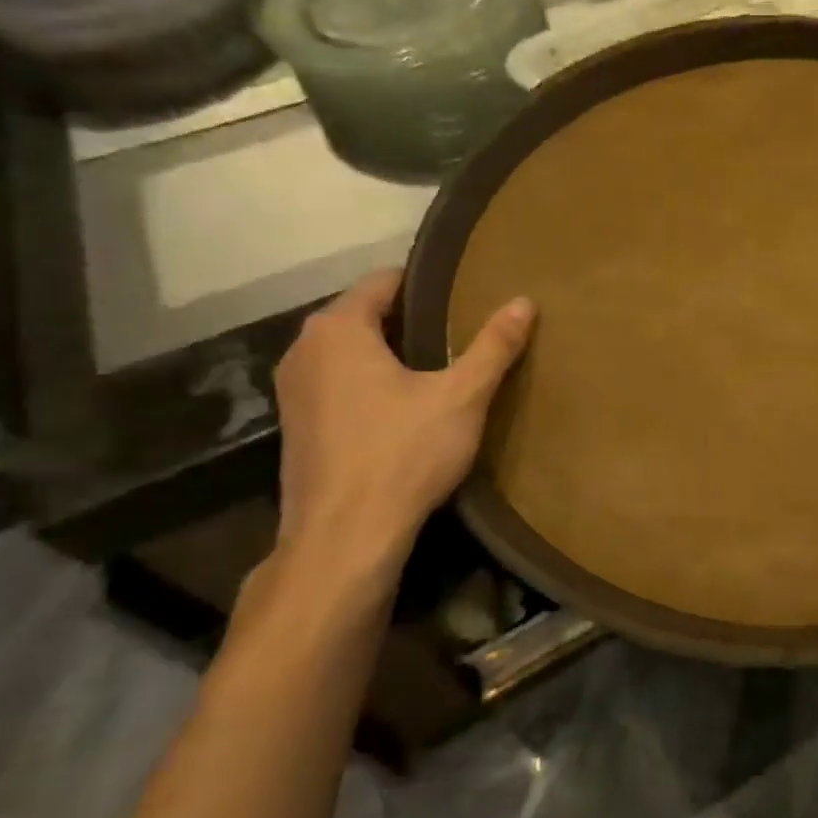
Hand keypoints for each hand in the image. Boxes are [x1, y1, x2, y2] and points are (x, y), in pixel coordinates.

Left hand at [271, 269, 533, 584]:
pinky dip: (369, 383)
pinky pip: (339, 383)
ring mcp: (293, 390)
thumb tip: (524, 302)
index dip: (428, 284)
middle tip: (462, 331)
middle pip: (364, 315)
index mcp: (338, 329)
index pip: (384, 281)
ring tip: (441, 367)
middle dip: (411, 320)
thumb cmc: (404, 453)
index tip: (465, 293)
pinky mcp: (296, 426)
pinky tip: (405, 407)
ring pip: (350, 352)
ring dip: (389, 354)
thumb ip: (493, 346)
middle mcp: (304, 349)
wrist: (345, 536)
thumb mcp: (462, 396)